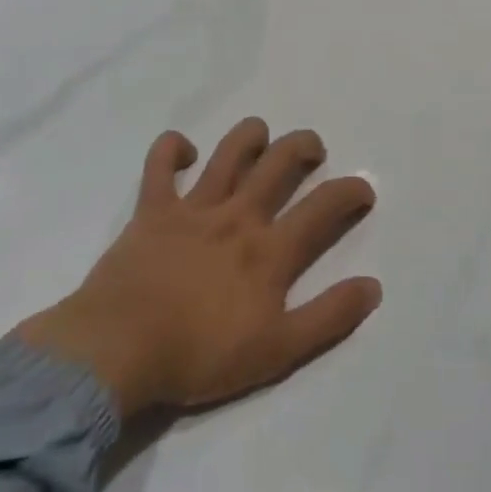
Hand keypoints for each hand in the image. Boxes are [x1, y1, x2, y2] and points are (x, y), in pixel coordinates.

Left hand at [12, 120, 380, 417]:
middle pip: (279, 163)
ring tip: (261, 136)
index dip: (351, 191)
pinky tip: (183, 148)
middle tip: (312, 150)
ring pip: (229, 152)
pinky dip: (171, 148)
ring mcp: (192, 209)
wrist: (117, 352)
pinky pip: (159, 165)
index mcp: (270, 250)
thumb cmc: (200, 355)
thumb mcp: (278, 350)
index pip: (324, 207)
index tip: (363, 190)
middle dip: (303, 147)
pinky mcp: (151, 211)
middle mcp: (238, 216)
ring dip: (250, 136)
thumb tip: (373, 287)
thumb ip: (329, 317)